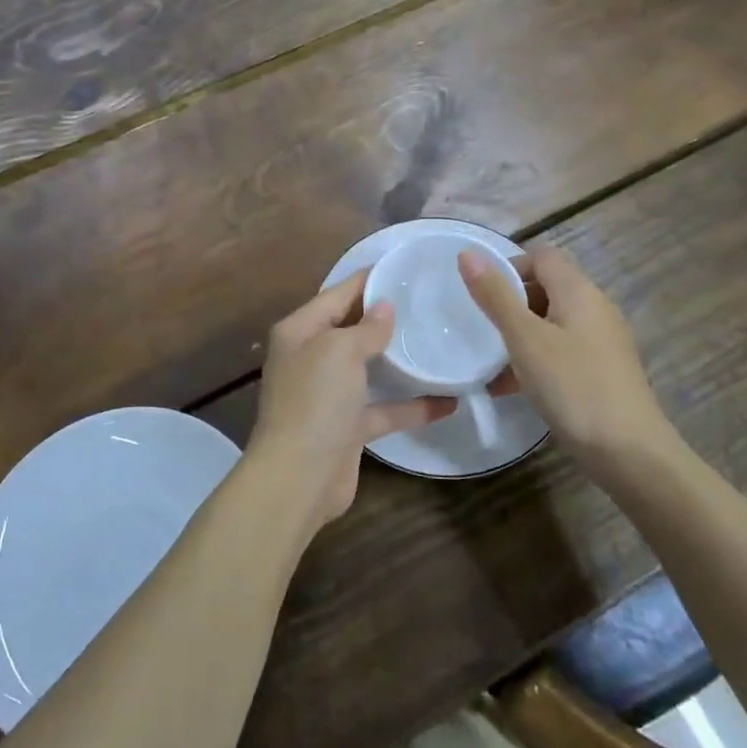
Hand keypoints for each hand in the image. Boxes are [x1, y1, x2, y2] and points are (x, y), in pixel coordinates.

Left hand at [247, 273, 447, 530]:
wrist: (299, 479)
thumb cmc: (316, 401)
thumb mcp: (340, 351)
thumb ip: (366, 327)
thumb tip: (384, 307)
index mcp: (300, 331)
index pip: (337, 294)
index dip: (368, 280)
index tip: (403, 268)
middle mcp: (311, 358)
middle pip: (352, 329)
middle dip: (386, 318)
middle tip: (428, 303)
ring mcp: (329, 394)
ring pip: (369, 368)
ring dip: (399, 360)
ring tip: (439, 343)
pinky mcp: (348, 427)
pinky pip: (383, 408)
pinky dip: (411, 406)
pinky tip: (447, 401)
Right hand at [461, 243, 682, 465]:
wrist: (630, 453)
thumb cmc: (573, 386)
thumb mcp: (525, 339)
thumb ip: (495, 296)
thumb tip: (467, 253)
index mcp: (579, 291)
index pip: (542, 256)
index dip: (510, 267)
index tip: (484, 297)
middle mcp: (596, 307)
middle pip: (547, 287)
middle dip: (512, 304)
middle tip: (485, 331)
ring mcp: (604, 340)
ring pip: (553, 322)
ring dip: (522, 335)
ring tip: (493, 365)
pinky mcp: (605, 370)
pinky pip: (565, 350)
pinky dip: (539, 359)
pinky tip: (516, 388)